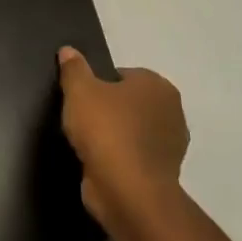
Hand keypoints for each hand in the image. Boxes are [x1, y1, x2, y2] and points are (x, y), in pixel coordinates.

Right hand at [57, 49, 188, 234]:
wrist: (127, 190)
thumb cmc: (106, 130)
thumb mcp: (79, 90)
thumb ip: (73, 68)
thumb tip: (69, 50)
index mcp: (158, 86)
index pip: (123, 75)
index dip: (98, 83)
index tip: (81, 98)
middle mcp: (172, 111)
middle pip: (129, 102)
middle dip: (108, 109)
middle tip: (81, 117)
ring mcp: (171, 145)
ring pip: (133, 129)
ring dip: (114, 134)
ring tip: (86, 141)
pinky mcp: (162, 172)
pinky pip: (134, 155)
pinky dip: (119, 156)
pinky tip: (98, 161)